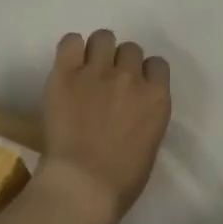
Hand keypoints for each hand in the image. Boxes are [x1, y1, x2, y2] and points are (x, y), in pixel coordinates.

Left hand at [39, 29, 171, 223]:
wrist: (82, 186)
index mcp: (156, 98)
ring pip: (103, 38)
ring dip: (97, 51)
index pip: (157, 64)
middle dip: (120, 63)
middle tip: (106, 82)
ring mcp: (96, 72)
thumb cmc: (121, 180)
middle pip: (130, 49)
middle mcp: (129, 77)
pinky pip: (70, 41)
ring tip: (86, 69)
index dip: (144, 74)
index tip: (133, 88)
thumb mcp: (149, 144)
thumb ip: (145, 115)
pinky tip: (68, 65)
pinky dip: (71, 50)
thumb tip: (132, 107)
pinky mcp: (65, 74)